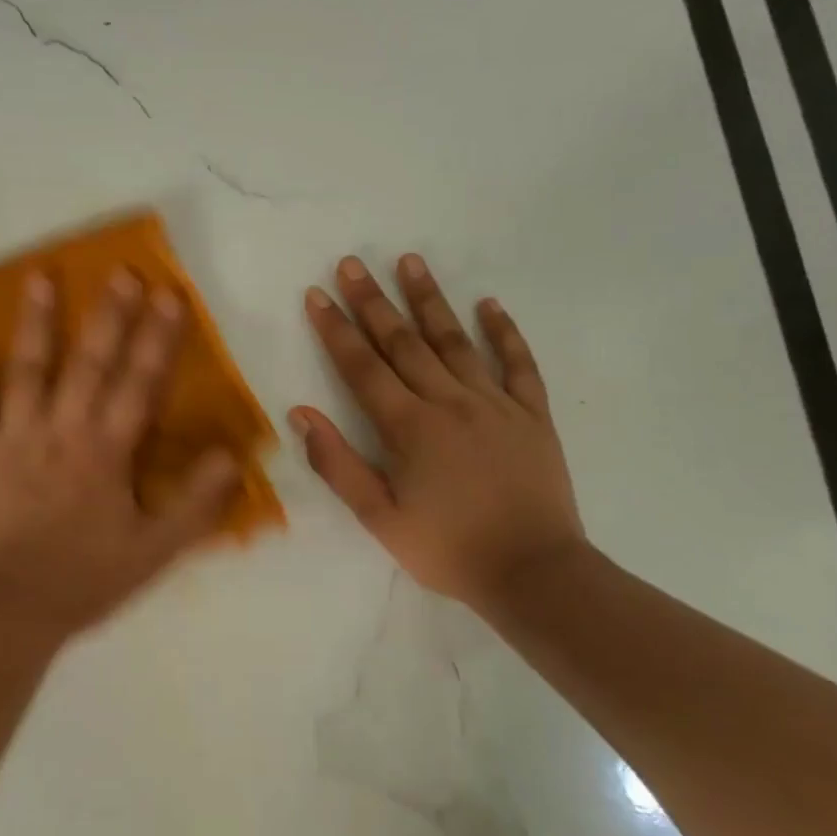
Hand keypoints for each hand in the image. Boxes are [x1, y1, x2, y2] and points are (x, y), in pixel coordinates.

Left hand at [0, 269, 239, 645]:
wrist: (11, 613)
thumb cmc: (86, 580)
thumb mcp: (155, 550)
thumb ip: (196, 503)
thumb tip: (231, 456)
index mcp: (106, 451)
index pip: (139, 384)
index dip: (158, 339)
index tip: (169, 295)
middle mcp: (62, 431)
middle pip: (89, 364)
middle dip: (109, 316)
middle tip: (121, 271)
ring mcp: (13, 439)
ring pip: (27, 371)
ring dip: (36, 324)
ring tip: (40, 277)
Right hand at [292, 254, 587, 604]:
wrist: (535, 574)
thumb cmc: (448, 549)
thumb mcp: (380, 518)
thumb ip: (338, 464)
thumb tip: (301, 414)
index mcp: (409, 427)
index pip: (363, 367)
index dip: (336, 329)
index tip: (317, 294)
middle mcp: (449, 402)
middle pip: (404, 342)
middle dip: (373, 301)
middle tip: (352, 262)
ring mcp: (495, 403)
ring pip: (456, 341)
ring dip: (430, 299)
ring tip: (410, 261)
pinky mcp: (532, 415)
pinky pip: (519, 364)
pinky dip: (504, 332)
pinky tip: (489, 304)